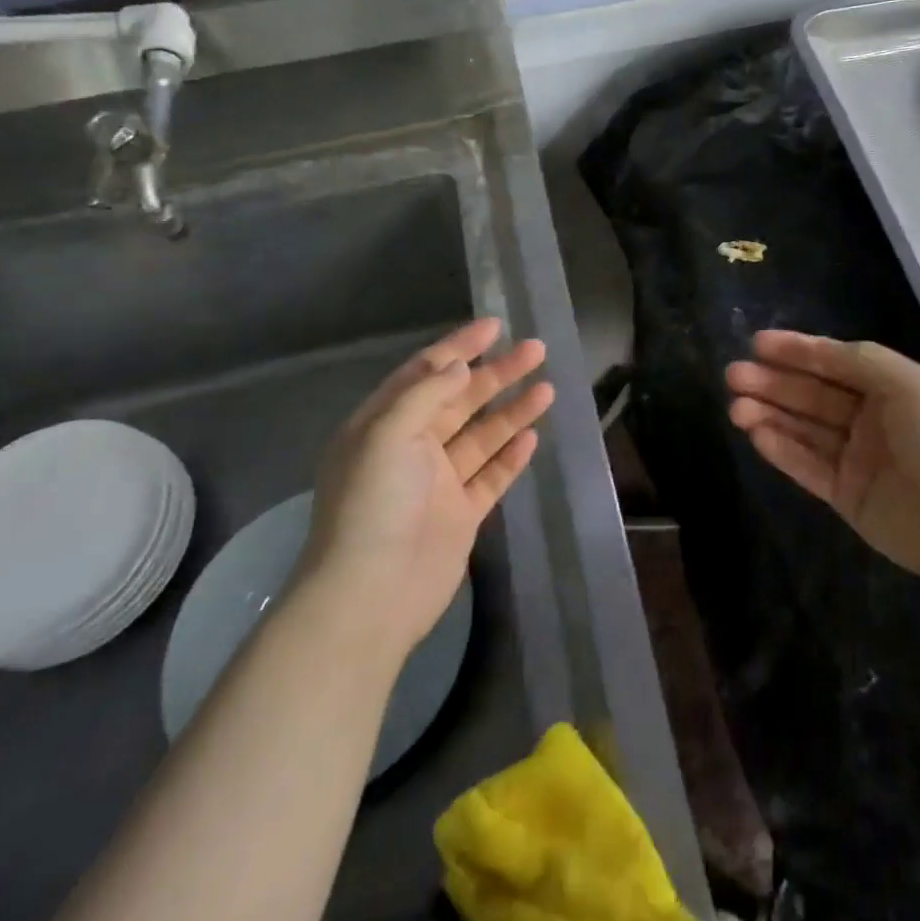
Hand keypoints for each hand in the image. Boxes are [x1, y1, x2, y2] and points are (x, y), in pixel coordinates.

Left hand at [299, 318, 552, 657]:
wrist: (372, 595)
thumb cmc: (373, 505)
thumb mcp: (387, 435)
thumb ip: (425, 394)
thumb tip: (458, 365)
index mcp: (384, 425)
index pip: (426, 373)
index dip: (460, 347)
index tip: (495, 325)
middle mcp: (410, 448)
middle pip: (461, 400)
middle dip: (497, 373)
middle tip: (536, 349)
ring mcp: (437, 483)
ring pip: (482, 435)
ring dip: (512, 410)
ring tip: (547, 386)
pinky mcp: (460, 514)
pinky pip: (490, 475)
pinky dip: (510, 455)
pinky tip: (532, 435)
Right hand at [726, 331, 919, 587]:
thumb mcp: (910, 385)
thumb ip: (862, 362)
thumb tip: (821, 351)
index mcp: (893, 388)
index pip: (836, 362)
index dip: (798, 350)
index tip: (757, 342)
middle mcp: (873, 419)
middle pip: (813, 394)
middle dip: (774, 382)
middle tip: (733, 375)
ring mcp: (859, 458)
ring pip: (805, 429)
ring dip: (770, 414)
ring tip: (735, 406)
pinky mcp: (846, 495)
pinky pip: (807, 466)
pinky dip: (781, 449)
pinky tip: (754, 433)